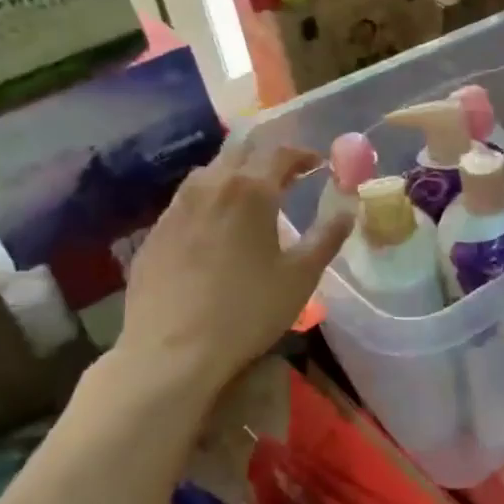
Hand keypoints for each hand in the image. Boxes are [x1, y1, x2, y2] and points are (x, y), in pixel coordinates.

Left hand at [113, 134, 352, 409]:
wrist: (169, 352)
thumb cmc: (246, 310)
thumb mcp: (301, 276)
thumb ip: (327, 236)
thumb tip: (347, 209)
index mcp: (251, 190)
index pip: (280, 153)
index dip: (302, 154)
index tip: (317, 164)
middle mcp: (211, 185)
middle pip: (242, 152)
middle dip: (268, 158)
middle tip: (288, 176)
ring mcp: (177, 206)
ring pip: (210, 172)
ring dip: (237, 174)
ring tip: (252, 197)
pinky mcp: (155, 231)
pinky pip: (188, 199)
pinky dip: (211, 199)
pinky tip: (216, 227)